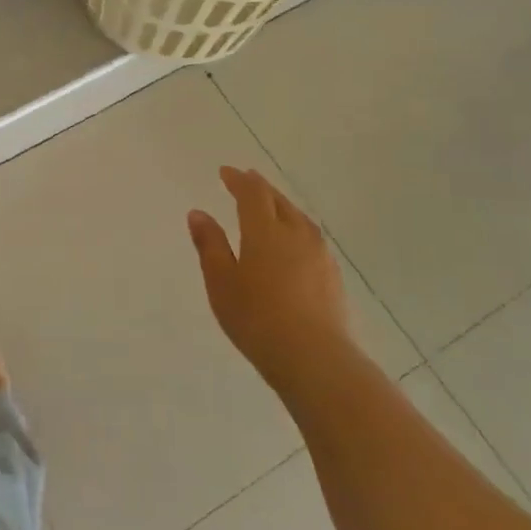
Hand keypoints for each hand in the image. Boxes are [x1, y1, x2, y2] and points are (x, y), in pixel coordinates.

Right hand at [188, 167, 352, 394]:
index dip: (238, 180)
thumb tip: (198, 213)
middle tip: (246, 181)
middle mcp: (296, 233)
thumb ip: (210, 244)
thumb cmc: (256, 317)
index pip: (252, 193)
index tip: (226, 172)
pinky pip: (310, 238)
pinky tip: (292, 242)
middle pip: (278, 201)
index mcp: (265, 230)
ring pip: (298, 218)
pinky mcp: (332, 275)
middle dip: (260, 188)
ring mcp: (319, 254)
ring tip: (269, 207)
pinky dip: (295, 228)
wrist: (313, 357)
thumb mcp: (221, 281)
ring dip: (281, 206)